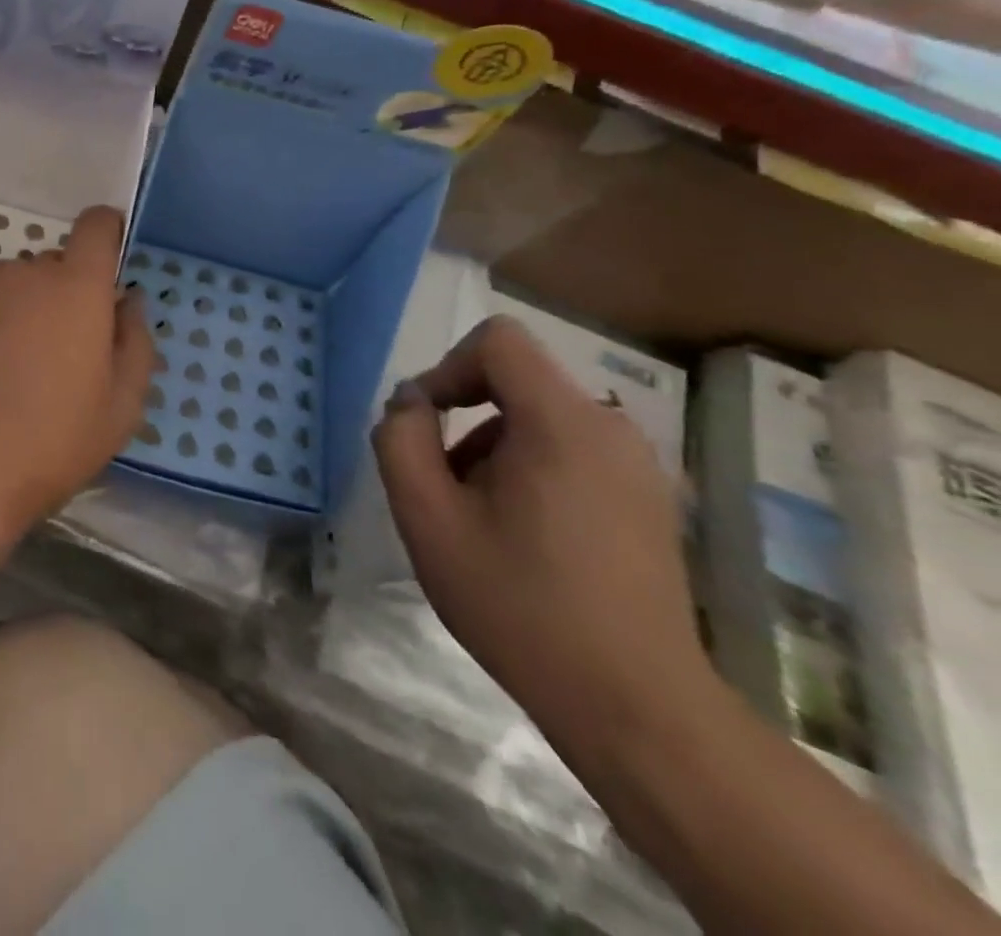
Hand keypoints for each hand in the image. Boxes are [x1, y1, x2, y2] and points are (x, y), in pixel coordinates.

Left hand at [0, 206, 153, 551]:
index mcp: (75, 289)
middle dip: (60, 298)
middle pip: (50, 268)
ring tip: (3, 372)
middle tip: (53, 357)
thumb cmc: (50, 445)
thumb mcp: (121, 408)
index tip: (106, 262)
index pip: (96, 227)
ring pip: (7, 286)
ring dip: (15, 311)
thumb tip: (127, 303)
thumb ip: (135, 342)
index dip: (106, 234)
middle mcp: (22, 272)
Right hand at [372, 315, 711, 752]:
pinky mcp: (649, 499)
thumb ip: (401, 440)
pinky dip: (531, 471)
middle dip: (466, 423)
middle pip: (516, 382)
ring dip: (494, 451)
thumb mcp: (427, 518)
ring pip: (540, 419)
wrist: (636, 708)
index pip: (498, 341)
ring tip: (482, 524)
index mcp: (562, 423)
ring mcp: (639, 465)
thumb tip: (411, 402)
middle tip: (446, 490)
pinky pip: (572, 451)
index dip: (448, 367)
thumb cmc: (518, 605)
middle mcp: (611, 428)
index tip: (427, 424)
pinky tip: (526, 540)